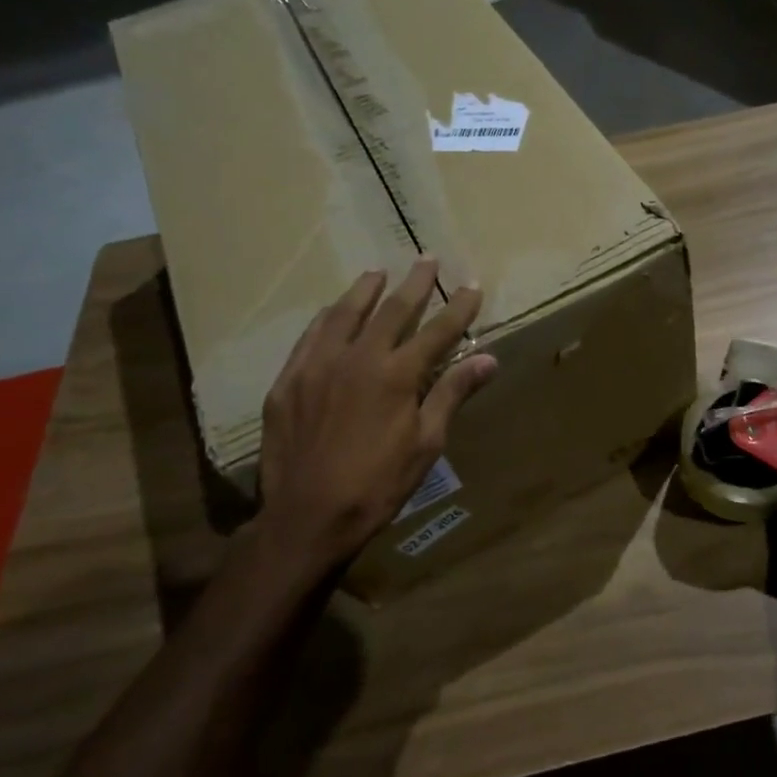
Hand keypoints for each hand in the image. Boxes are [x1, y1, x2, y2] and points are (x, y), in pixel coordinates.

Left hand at [253, 258, 496, 586]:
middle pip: (392, 310)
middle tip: (427, 259)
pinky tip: (332, 311)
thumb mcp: (426, 444)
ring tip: (378, 273)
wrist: (308, 516)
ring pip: (345, 315)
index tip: (471, 285)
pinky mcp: (288, 381)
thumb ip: (452, 394)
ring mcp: (318, 366)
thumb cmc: (378, 484)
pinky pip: (310, 337)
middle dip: (415, 284)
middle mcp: (358, 358)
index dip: (458, 308)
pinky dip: (327, 318)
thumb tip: (488, 360)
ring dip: (365, 291)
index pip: (437, 331)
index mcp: (397, 375)